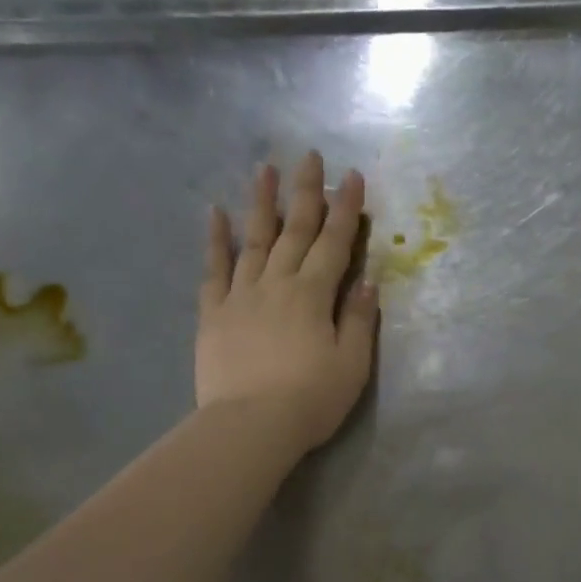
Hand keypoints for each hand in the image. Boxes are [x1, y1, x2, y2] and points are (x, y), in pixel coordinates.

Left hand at [197, 151, 378, 455]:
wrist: (250, 426)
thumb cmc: (312, 398)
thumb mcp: (352, 363)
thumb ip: (358, 318)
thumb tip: (367, 280)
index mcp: (313, 294)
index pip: (335, 242)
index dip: (345, 208)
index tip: (351, 176)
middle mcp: (277, 283)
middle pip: (295, 230)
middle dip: (305, 192)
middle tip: (309, 155)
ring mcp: (241, 295)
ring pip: (253, 239)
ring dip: (261, 202)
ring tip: (264, 168)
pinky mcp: (214, 314)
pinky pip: (214, 269)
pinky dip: (215, 240)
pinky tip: (215, 213)